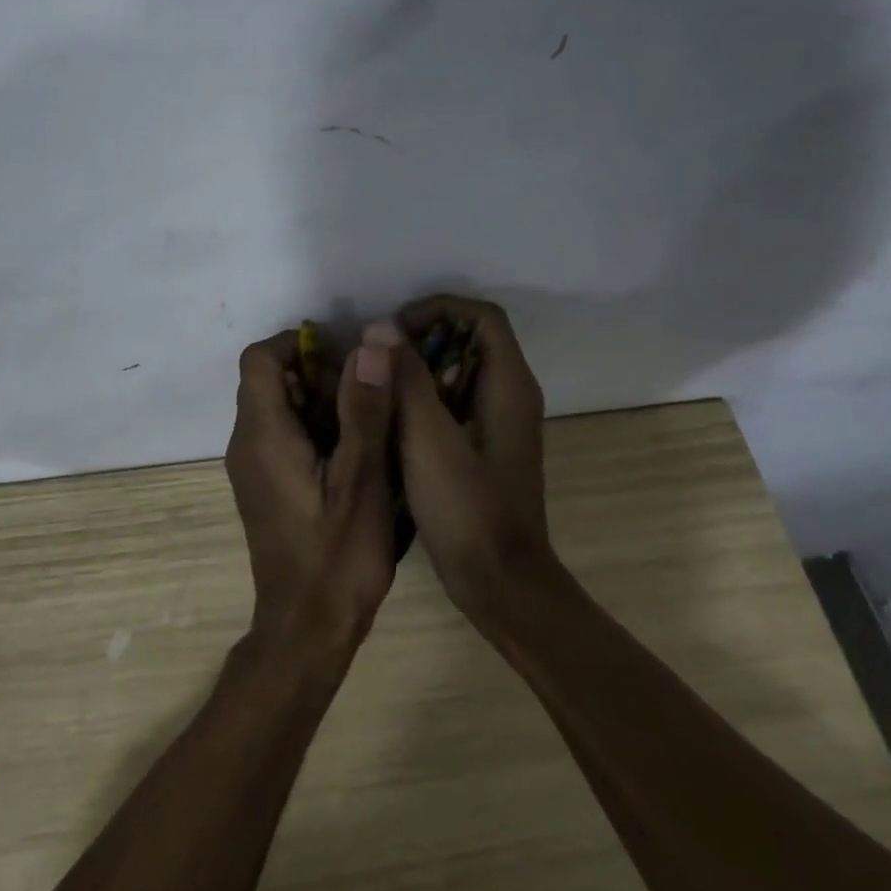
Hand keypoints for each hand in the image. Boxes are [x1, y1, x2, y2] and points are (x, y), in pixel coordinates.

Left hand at [225, 327, 398, 657]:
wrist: (305, 629)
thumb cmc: (338, 557)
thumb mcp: (362, 479)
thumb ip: (365, 408)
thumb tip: (372, 340)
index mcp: (263, 434)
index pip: (261, 358)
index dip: (301, 344)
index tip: (347, 358)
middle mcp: (245, 443)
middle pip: (268, 379)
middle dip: (317, 372)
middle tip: (367, 393)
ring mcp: (250, 467)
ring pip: (276, 405)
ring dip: (318, 400)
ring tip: (367, 422)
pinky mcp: (262, 485)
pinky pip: (279, 434)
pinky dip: (312, 426)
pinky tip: (352, 454)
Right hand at [385, 296, 553, 613]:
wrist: (499, 582)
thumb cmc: (467, 509)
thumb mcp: (428, 440)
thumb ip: (407, 380)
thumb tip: (381, 328)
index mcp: (509, 385)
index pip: (482, 317)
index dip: (438, 309)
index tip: (395, 329)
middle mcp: (511, 395)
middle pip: (471, 339)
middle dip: (424, 337)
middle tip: (380, 358)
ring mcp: (500, 423)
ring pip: (461, 371)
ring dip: (421, 368)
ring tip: (378, 383)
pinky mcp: (486, 447)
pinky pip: (456, 402)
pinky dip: (426, 397)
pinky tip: (391, 418)